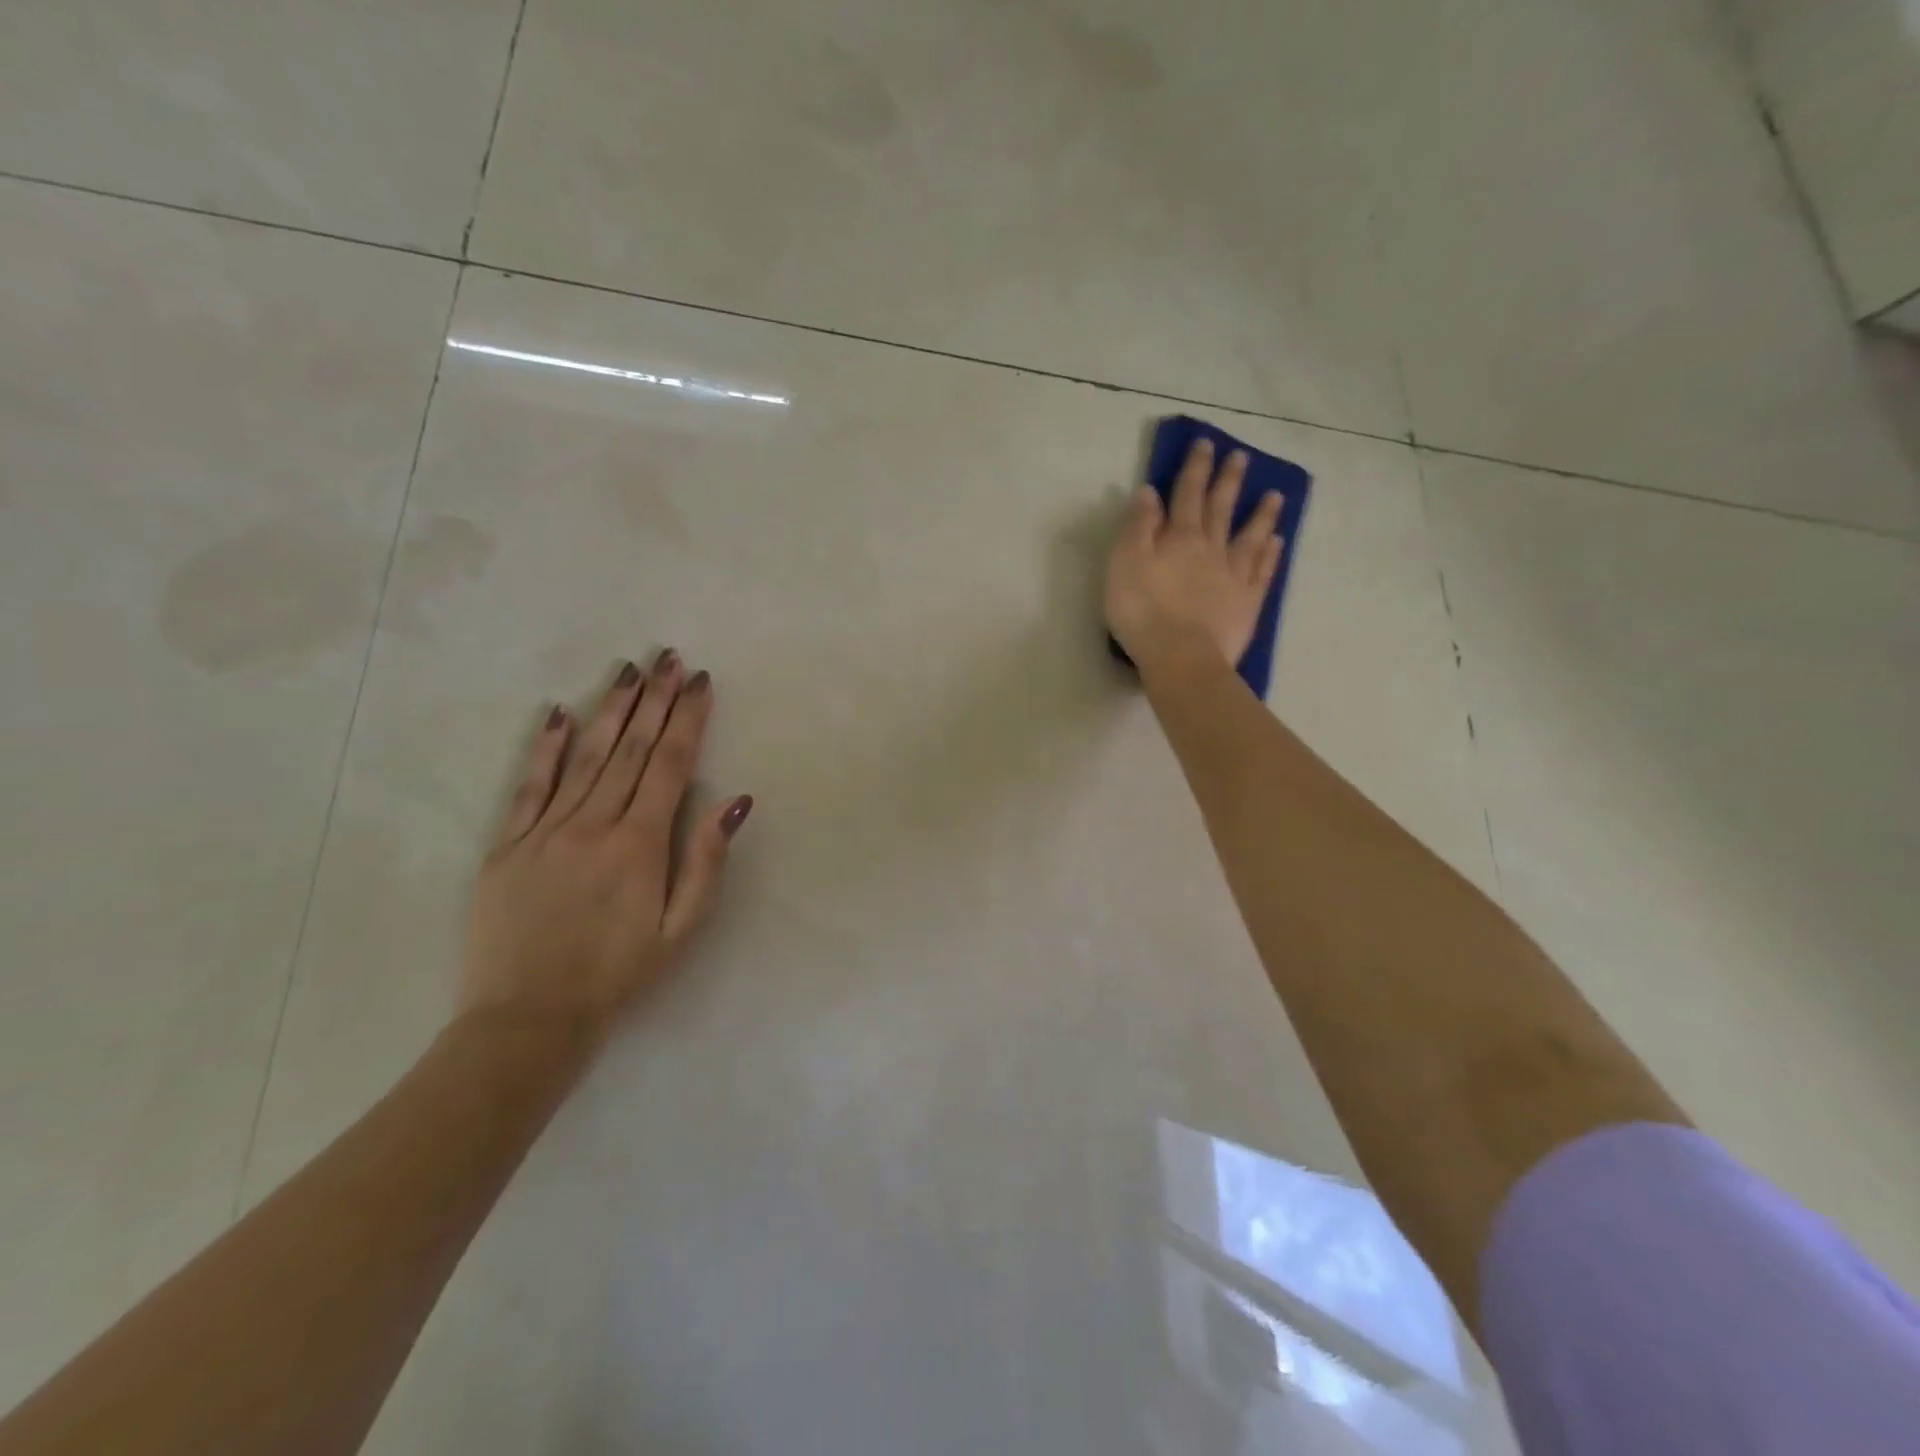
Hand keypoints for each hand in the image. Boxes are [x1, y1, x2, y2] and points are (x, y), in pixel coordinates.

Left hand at [459, 651, 752, 1036]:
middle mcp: (593, 824)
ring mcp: (545, 830)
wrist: (528, 1019)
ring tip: (629, 671)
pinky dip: (545, 748)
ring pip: (585, 757)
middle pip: (632, 749)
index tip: (700, 682)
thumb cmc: (618, 974)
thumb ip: (706, 861)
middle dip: (654, 699)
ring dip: (611, 710)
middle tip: (668, 657)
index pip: (671, 765)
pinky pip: (529, 786)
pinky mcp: (507, 845)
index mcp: (640, 844)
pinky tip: (558, 714)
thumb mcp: (681, 929)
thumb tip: (734, 801)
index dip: (688, 719)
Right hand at [1104, 436, 1284, 670]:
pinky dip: (1270, 554)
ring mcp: (1234, 576)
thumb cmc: (1143, 611)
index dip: (1195, 468)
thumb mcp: (1125, 563)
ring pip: (1251, 537)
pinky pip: (1262, 572)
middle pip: (1222, 508)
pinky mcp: (1247, 604)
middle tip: (1241, 457)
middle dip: (1229, 481)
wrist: (1180, 656)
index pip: (1187, 494)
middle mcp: (1211, 548)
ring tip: (1275, 494)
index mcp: (1180, 537)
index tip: (1206, 443)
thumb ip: (1138, 527)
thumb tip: (1150, 491)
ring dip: (1261, 514)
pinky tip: (1277, 542)